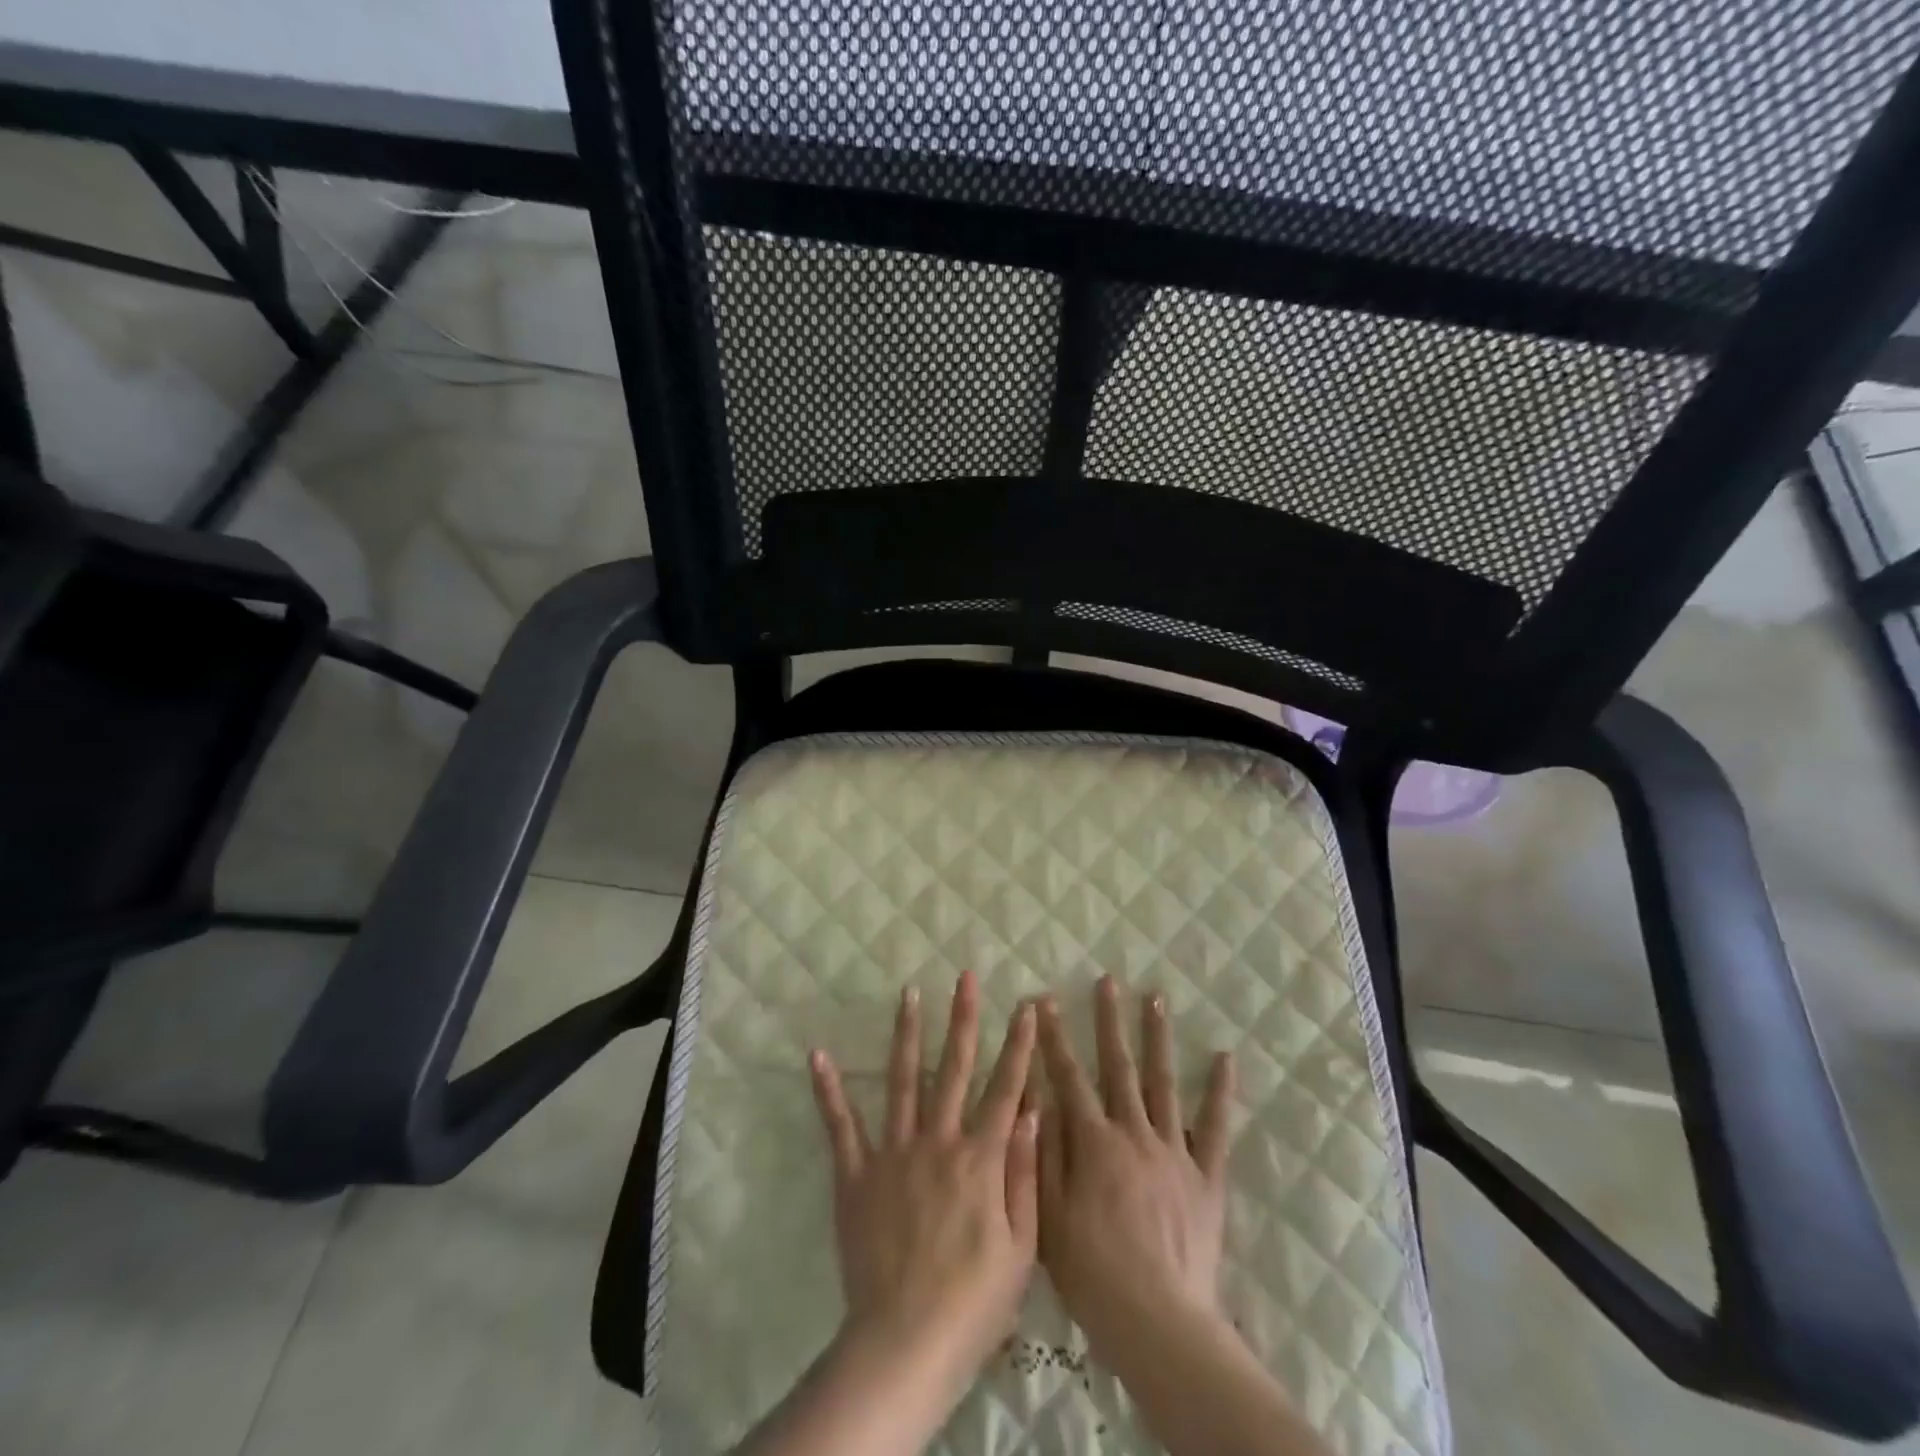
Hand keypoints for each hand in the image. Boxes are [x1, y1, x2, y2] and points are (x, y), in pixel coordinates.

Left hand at [809, 972, 1040, 1390]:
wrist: (905, 1343)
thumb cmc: (974, 1302)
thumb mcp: (1021, 1248)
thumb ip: (1027, 1174)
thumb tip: (1035, 1111)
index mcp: (980, 1158)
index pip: (1006, 1089)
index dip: (1018, 1045)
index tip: (1025, 1005)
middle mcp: (937, 1141)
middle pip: (954, 1069)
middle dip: (963, 1019)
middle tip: (965, 976)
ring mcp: (893, 1153)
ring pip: (902, 1081)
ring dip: (907, 1034)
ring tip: (910, 994)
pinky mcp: (856, 1174)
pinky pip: (841, 1125)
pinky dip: (829, 1089)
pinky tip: (818, 1054)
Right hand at [1036, 976, 1236, 1368]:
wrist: (1159, 1321)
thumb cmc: (1093, 1273)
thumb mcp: (1048, 1215)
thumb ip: (1043, 1153)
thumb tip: (1037, 1097)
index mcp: (1094, 1142)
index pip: (1068, 1077)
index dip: (1053, 1038)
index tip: (1044, 1000)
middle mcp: (1134, 1133)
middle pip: (1119, 1066)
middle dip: (1109, 1020)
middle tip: (1107, 980)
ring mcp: (1174, 1151)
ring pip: (1163, 1083)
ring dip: (1157, 1038)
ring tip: (1155, 998)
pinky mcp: (1207, 1176)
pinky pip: (1217, 1127)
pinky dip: (1220, 1091)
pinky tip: (1224, 1057)